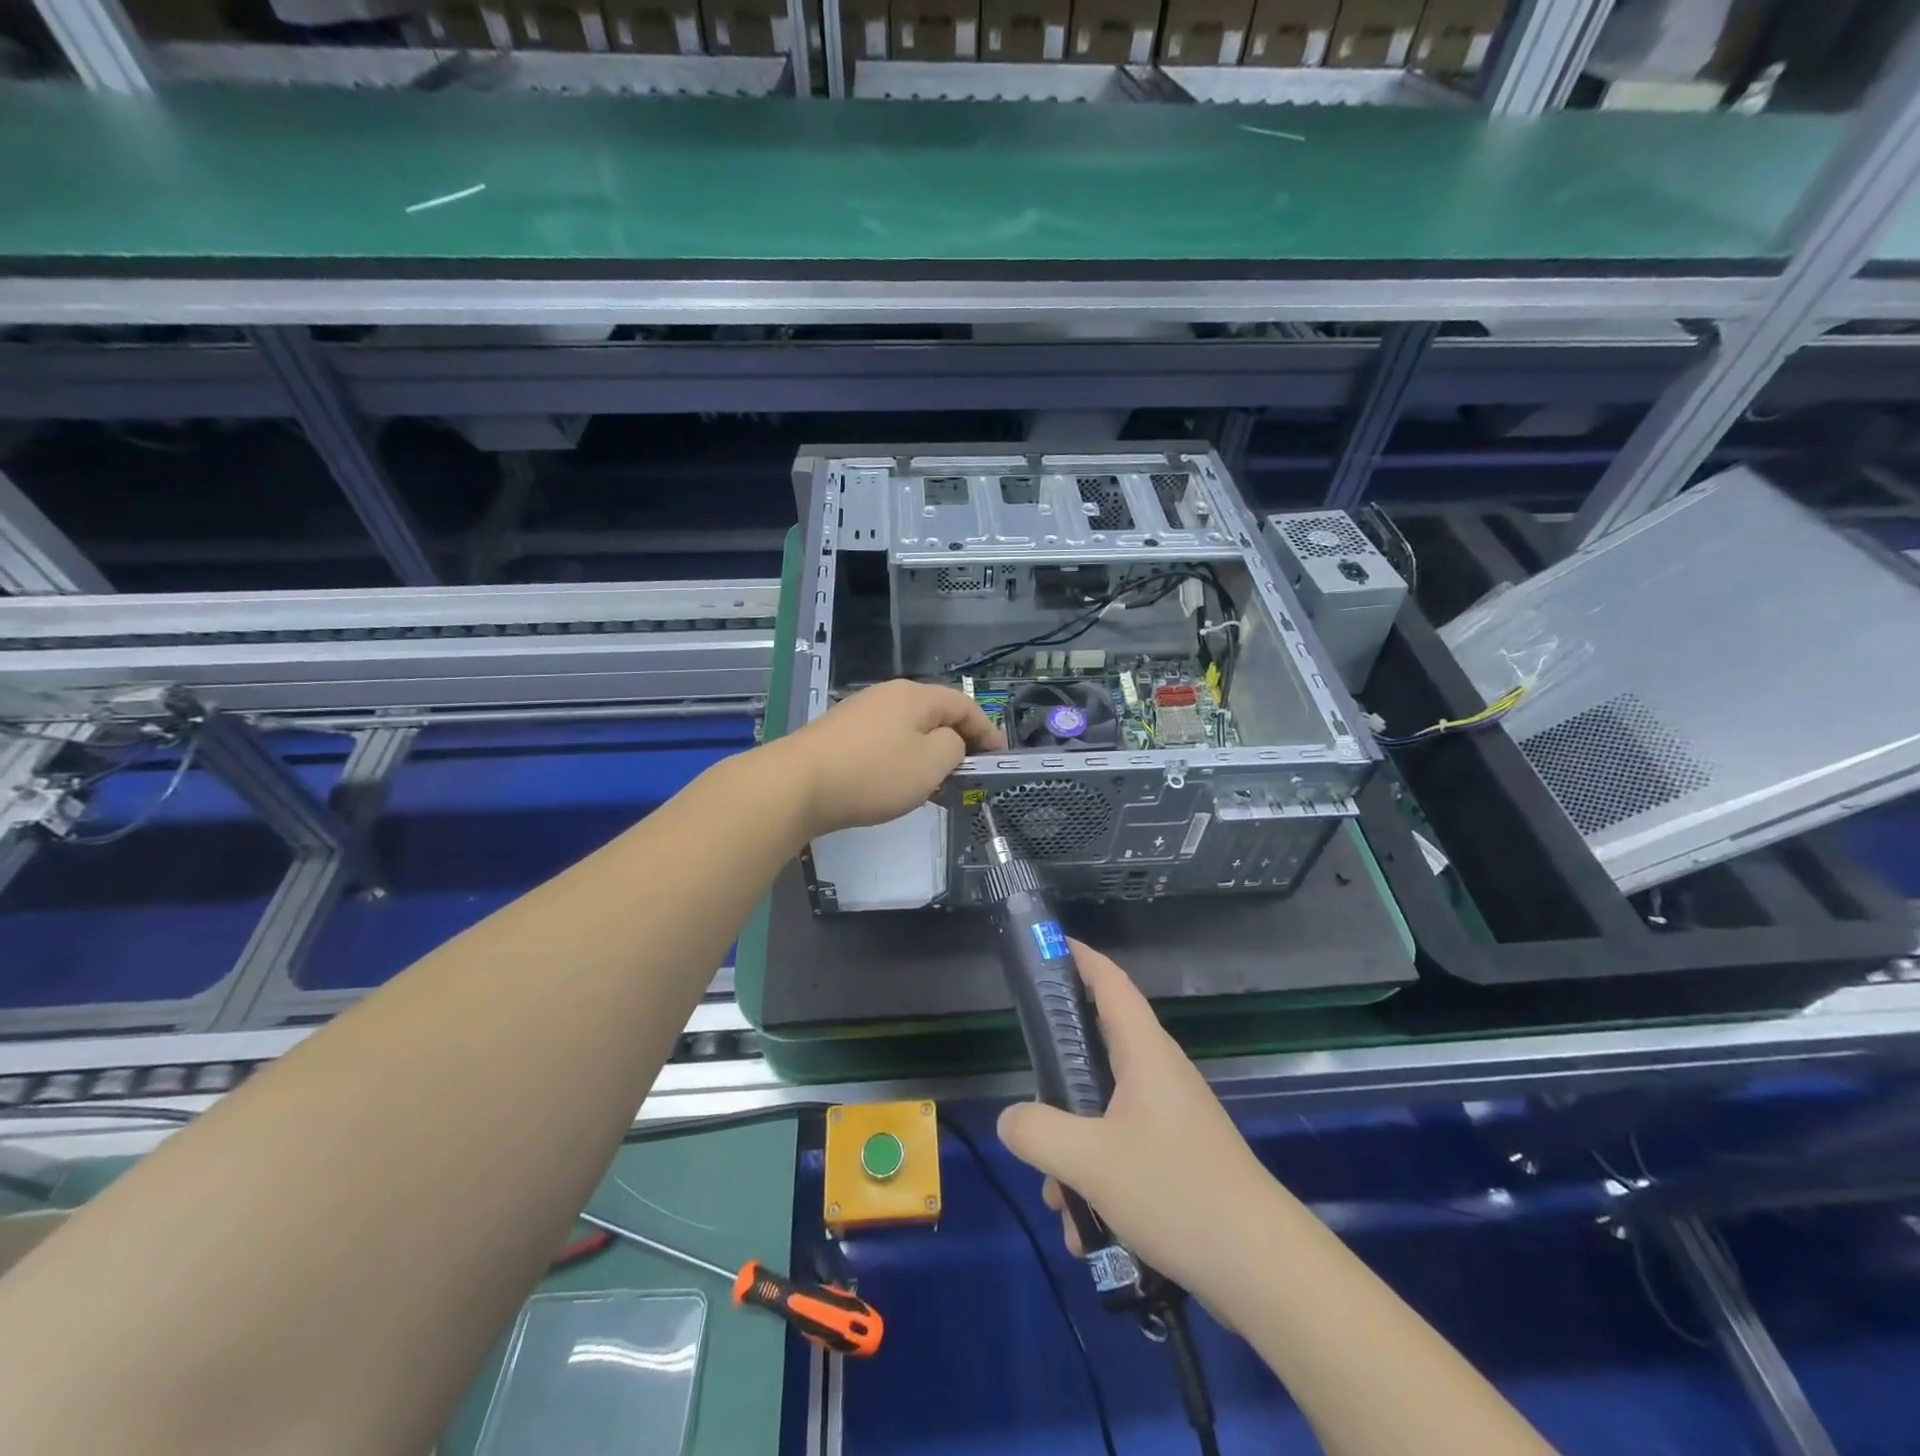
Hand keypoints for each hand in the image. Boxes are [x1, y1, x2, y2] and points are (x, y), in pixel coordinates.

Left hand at [772, 679, 1004, 839]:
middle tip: (969, 772)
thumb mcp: (931, 763)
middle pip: (934, 714)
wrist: (797, 785)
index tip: (999, 758)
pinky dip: (901, 759)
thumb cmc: (874, 774)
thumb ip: (953, 747)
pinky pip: (884, 742)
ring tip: (936, 783)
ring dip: (928, 753)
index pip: (964, 705)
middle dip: (957, 741)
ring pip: (908, 729)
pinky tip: (896, 783)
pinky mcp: (839, 734)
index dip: (987, 730)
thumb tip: (947, 741)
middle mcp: (887, 695)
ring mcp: (859, 712)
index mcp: (915, 696)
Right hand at [996, 941, 1273, 1300]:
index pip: (1111, 982)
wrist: (1263, 1269)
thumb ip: (1038, 1132)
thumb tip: (1010, 1119)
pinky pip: (1123, 1152)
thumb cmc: (1176, 1191)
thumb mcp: (1090, 1162)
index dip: (1080, 958)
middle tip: (1030, 1104)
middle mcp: (1159, 1075)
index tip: (1046, 949)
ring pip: (1104, 1113)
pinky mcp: (1177, 1158)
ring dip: (1074, 1151)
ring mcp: (1171, 1118)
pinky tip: (1089, 1232)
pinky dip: (1099, 1182)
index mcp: (1145, 1053)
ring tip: (1061, 1203)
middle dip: (1058, 1083)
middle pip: (1098, 1050)